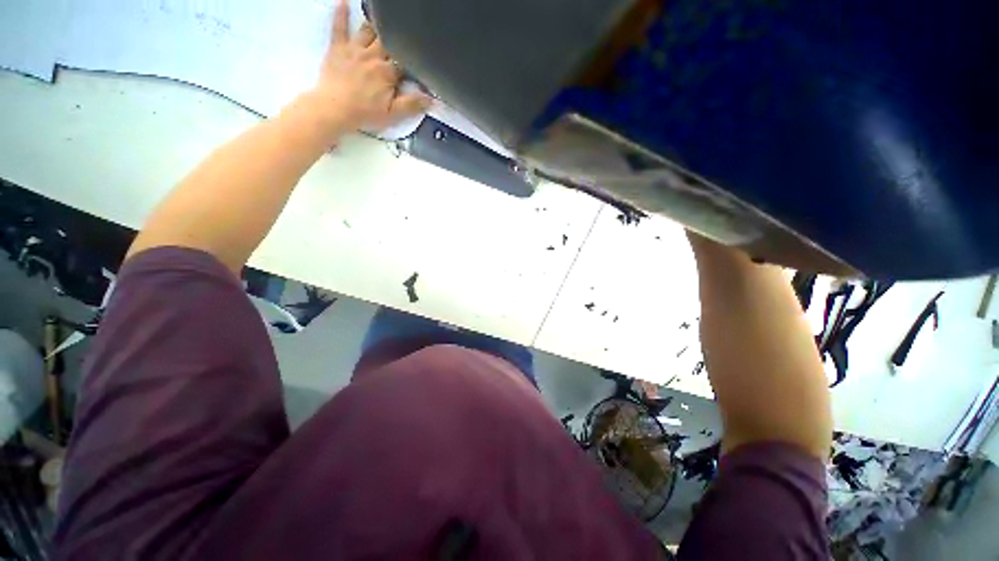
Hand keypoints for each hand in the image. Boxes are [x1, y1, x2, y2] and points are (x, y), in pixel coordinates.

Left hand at [312, 0, 430, 131]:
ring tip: (383, 19)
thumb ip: (413, 105)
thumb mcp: (393, 114)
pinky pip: (339, 26)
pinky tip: (344, 2)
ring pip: (368, 30)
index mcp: (388, 72)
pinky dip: (341, 13)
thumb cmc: (364, 113)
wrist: (334, 109)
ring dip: (376, 25)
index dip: (413, 61)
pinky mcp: (337, 48)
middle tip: (403, 36)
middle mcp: (373, 55)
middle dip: (397, 39)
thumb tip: (432, 99)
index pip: (405, 61)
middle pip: (388, 41)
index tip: (419, 61)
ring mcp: (354, 49)